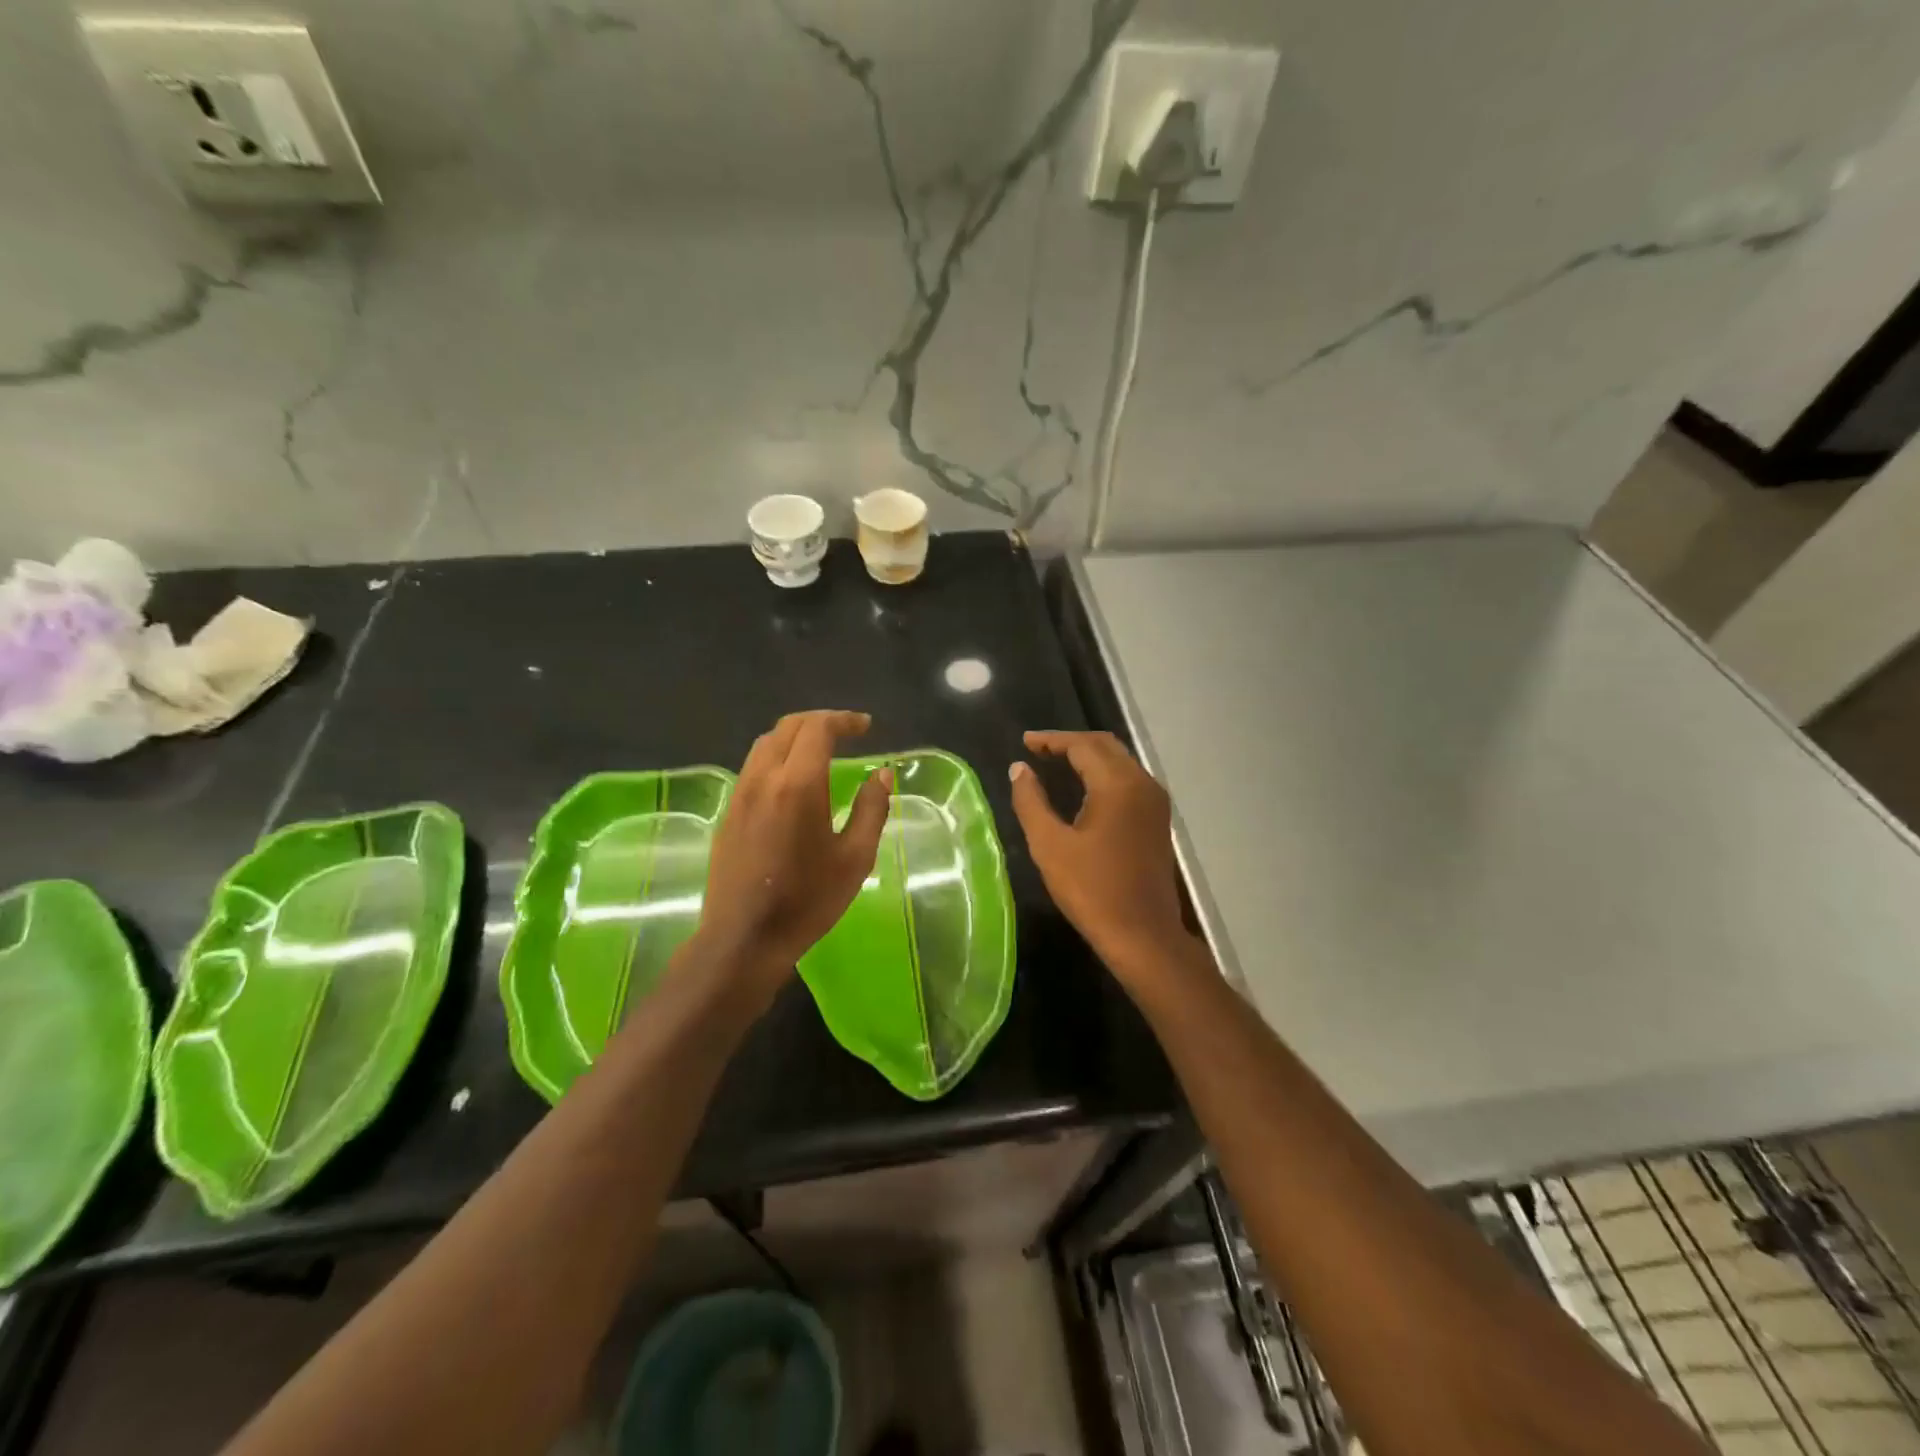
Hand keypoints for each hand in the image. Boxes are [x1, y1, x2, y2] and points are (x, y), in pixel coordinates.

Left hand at [692, 710, 892, 1006]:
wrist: (744, 939)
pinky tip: (792, 780)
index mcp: (798, 784)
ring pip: (765, 744)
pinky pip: (753, 767)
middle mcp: (763, 778)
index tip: (865, 727)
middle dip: (819, 721)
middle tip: (846, 732)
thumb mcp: (855, 858)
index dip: (843, 720)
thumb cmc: (808, 900)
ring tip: (820, 750)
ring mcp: (740, 794)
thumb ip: (871, 809)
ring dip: (795, 736)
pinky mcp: (728, 813)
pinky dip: (777, 756)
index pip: (818, 729)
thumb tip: (881, 774)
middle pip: (787, 727)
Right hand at [1008, 730, 1197, 982]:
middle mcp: (1142, 783)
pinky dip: (1104, 773)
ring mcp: (1155, 802)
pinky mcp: (1157, 820)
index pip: (1082, 745)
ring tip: (1055, 763)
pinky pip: (1129, 780)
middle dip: (1071, 743)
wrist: (1143, 934)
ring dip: (1089, 757)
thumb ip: (1031, 801)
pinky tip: (1083, 787)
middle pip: (1105, 746)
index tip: (1025, 742)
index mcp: (1118, 784)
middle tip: (1038, 749)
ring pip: (1120, 761)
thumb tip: (1019, 769)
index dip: (1051, 740)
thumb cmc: (1092, 890)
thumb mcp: (1050, 845)